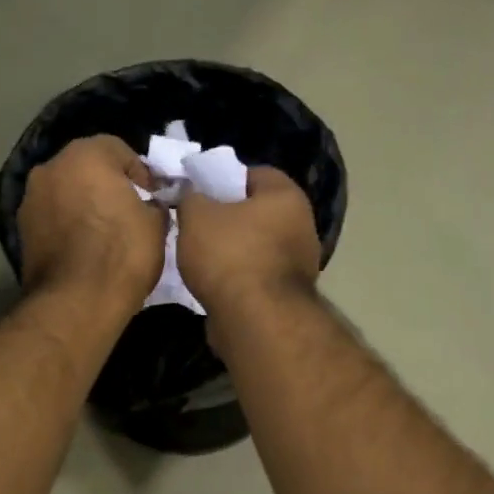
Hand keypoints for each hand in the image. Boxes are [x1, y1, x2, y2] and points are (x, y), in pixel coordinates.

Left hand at [17, 135, 166, 304]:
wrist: (77, 302)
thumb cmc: (122, 254)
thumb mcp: (156, 225)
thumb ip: (152, 204)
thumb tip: (148, 205)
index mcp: (86, 155)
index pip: (119, 149)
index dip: (140, 172)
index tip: (153, 196)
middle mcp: (51, 168)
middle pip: (86, 168)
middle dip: (106, 184)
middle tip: (128, 211)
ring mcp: (30, 199)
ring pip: (65, 192)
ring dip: (83, 204)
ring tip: (103, 233)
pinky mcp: (21, 230)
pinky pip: (52, 218)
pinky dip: (67, 226)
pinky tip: (84, 249)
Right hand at [175, 166, 320, 315]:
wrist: (255, 320)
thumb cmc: (229, 255)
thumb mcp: (196, 216)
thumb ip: (192, 197)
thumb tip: (192, 195)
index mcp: (286, 196)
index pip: (255, 174)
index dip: (223, 179)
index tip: (199, 193)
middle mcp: (302, 226)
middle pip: (258, 212)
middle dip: (227, 218)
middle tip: (196, 225)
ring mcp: (299, 264)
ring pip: (257, 246)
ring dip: (232, 251)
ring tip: (200, 257)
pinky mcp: (288, 296)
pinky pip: (257, 276)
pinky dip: (238, 278)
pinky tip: (214, 284)